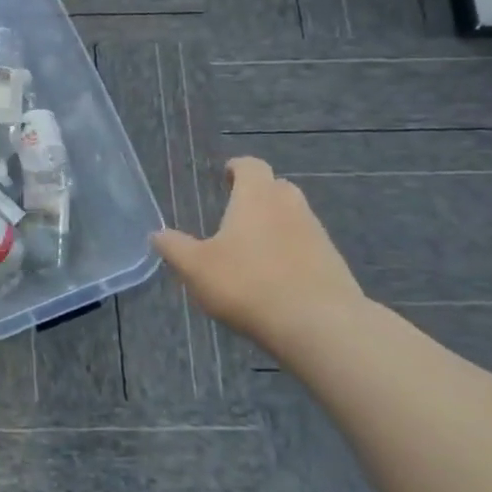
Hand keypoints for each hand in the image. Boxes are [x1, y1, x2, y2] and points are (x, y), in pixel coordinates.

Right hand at [151, 157, 368, 349]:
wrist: (320, 326)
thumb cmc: (249, 284)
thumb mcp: (196, 268)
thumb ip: (175, 248)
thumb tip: (157, 234)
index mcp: (256, 197)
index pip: (251, 166)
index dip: (237, 168)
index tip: (225, 176)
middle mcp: (290, 207)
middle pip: (277, 188)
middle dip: (259, 195)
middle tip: (238, 212)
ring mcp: (317, 235)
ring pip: (295, 218)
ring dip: (277, 225)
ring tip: (254, 249)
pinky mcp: (334, 265)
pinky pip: (308, 248)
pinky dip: (293, 253)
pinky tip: (277, 278)